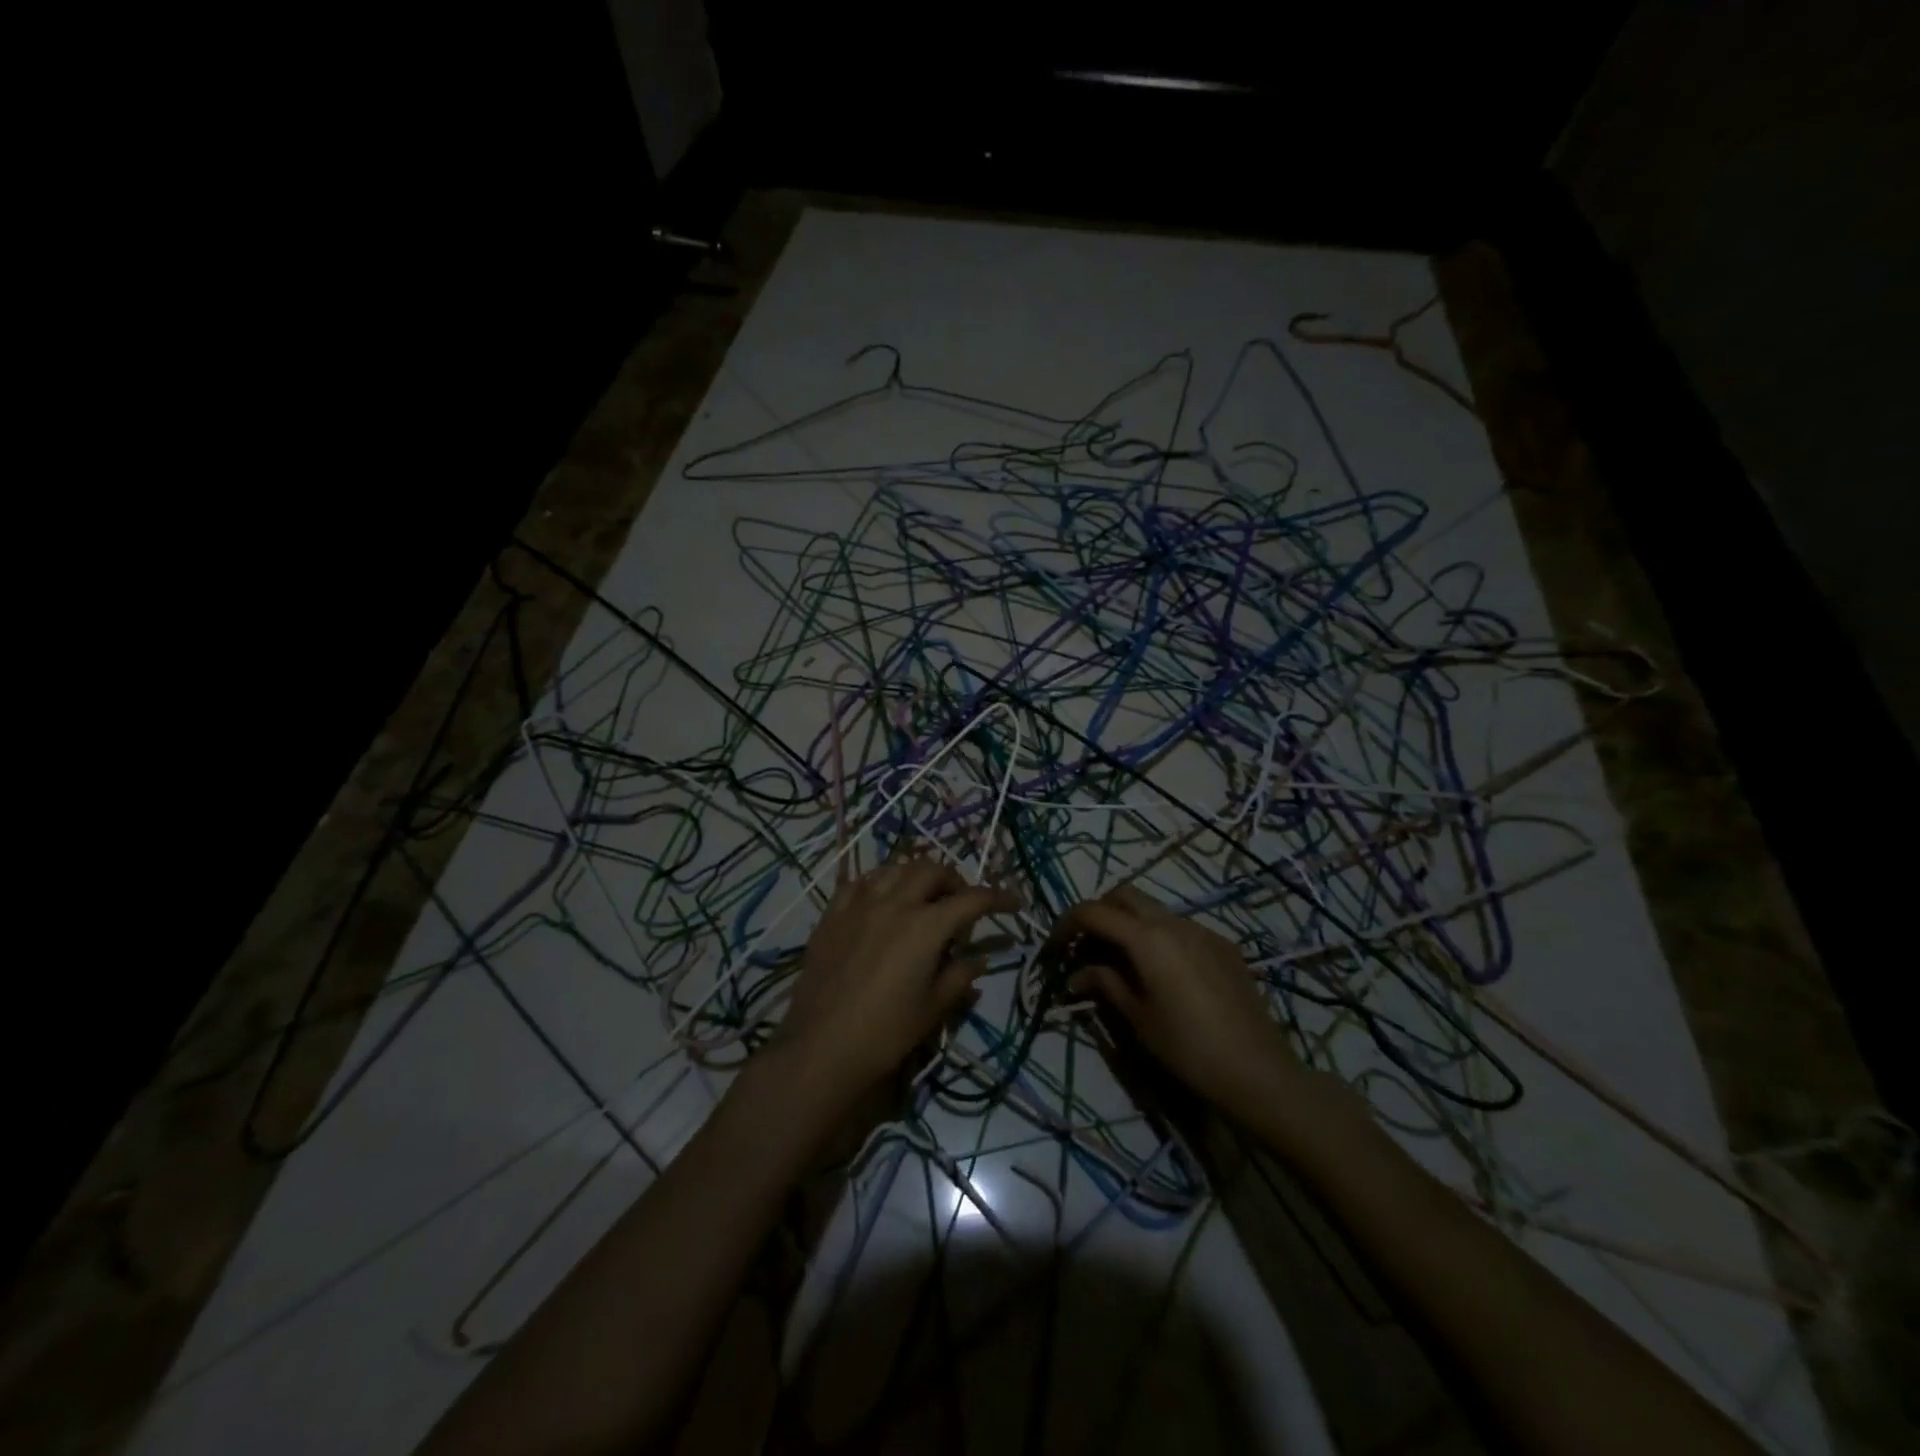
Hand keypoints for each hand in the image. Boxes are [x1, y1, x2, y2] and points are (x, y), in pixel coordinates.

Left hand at [779, 860, 1019, 1100]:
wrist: (821, 1046)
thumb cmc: (885, 1032)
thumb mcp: (932, 1008)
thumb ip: (960, 976)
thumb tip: (979, 959)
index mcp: (926, 926)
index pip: (972, 899)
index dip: (998, 898)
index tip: (1013, 903)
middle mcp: (895, 903)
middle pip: (932, 870)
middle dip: (954, 880)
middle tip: (961, 903)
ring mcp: (860, 904)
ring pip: (896, 868)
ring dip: (917, 875)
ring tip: (923, 897)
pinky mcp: (833, 914)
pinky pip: (861, 882)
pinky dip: (880, 883)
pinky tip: (882, 900)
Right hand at [1057, 884, 1306, 1118]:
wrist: (1258, 1071)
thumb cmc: (1188, 1048)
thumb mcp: (1137, 1018)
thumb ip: (1105, 984)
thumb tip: (1077, 975)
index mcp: (1147, 938)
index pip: (1094, 911)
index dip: (1067, 923)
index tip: (1054, 946)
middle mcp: (1174, 922)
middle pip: (1124, 896)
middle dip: (1099, 912)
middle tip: (1085, 945)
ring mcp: (1203, 930)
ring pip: (1154, 909)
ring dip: (1129, 923)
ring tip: (1120, 960)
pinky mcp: (1223, 945)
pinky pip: (1181, 927)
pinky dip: (1159, 936)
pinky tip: (1161, 972)